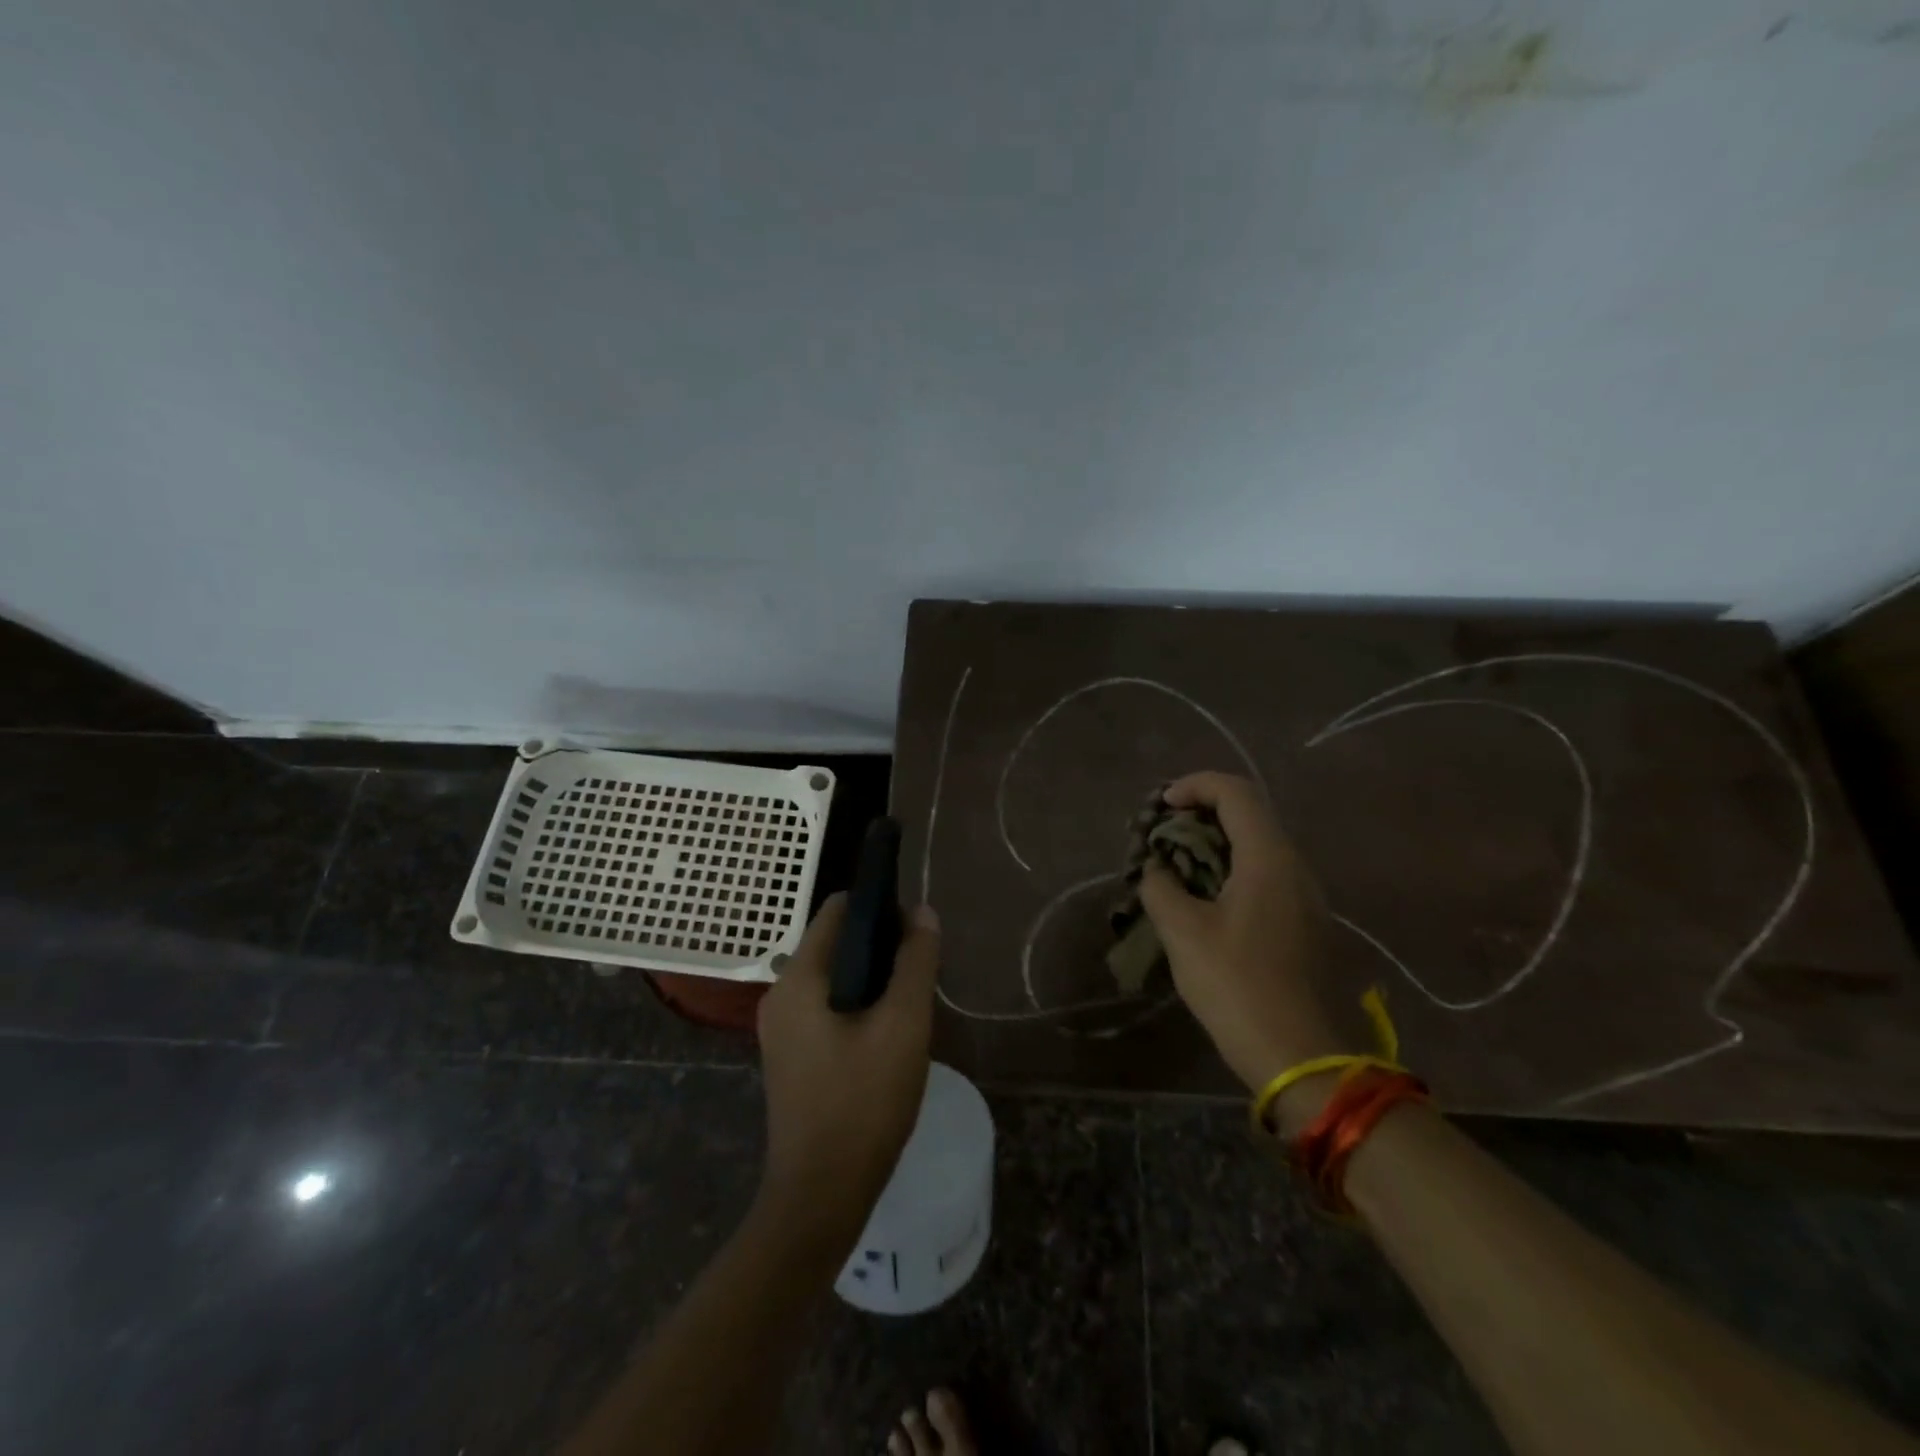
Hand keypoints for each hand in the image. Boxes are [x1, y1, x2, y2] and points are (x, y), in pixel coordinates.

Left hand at [754, 894, 940, 1250]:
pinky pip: (827, 1008)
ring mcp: (781, 1029)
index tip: (915, 929)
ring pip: (834, 978)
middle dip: (880, 947)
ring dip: (873, 980)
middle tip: (919, 973)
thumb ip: (915, 962)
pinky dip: (858, 1006)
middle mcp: (781, 994)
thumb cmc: (863, 1102)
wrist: (820, 1197)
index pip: (837, 910)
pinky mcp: (791, 1056)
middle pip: (835, 943)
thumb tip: (922, 911)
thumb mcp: (903, 1025)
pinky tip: (888, 1035)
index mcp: (799, 978)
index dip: (878, 906)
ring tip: (910, 1004)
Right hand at [1138, 772, 1344, 1094]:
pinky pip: (1267, 876)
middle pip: (1250, 814)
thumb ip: (1161, 888)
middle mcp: (1296, 867)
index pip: (1235, 792)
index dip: (1194, 786)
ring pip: (1259, 847)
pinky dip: (1232, 871)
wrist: (1303, 1059)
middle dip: (1202, 814)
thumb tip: (1157, 869)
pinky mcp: (1307, 924)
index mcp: (1269, 858)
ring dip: (1216, 845)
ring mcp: (1307, 897)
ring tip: (1178, 868)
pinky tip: (1206, 902)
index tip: (1161, 807)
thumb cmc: (1238, 986)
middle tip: (1164, 836)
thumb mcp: (1184, 933)